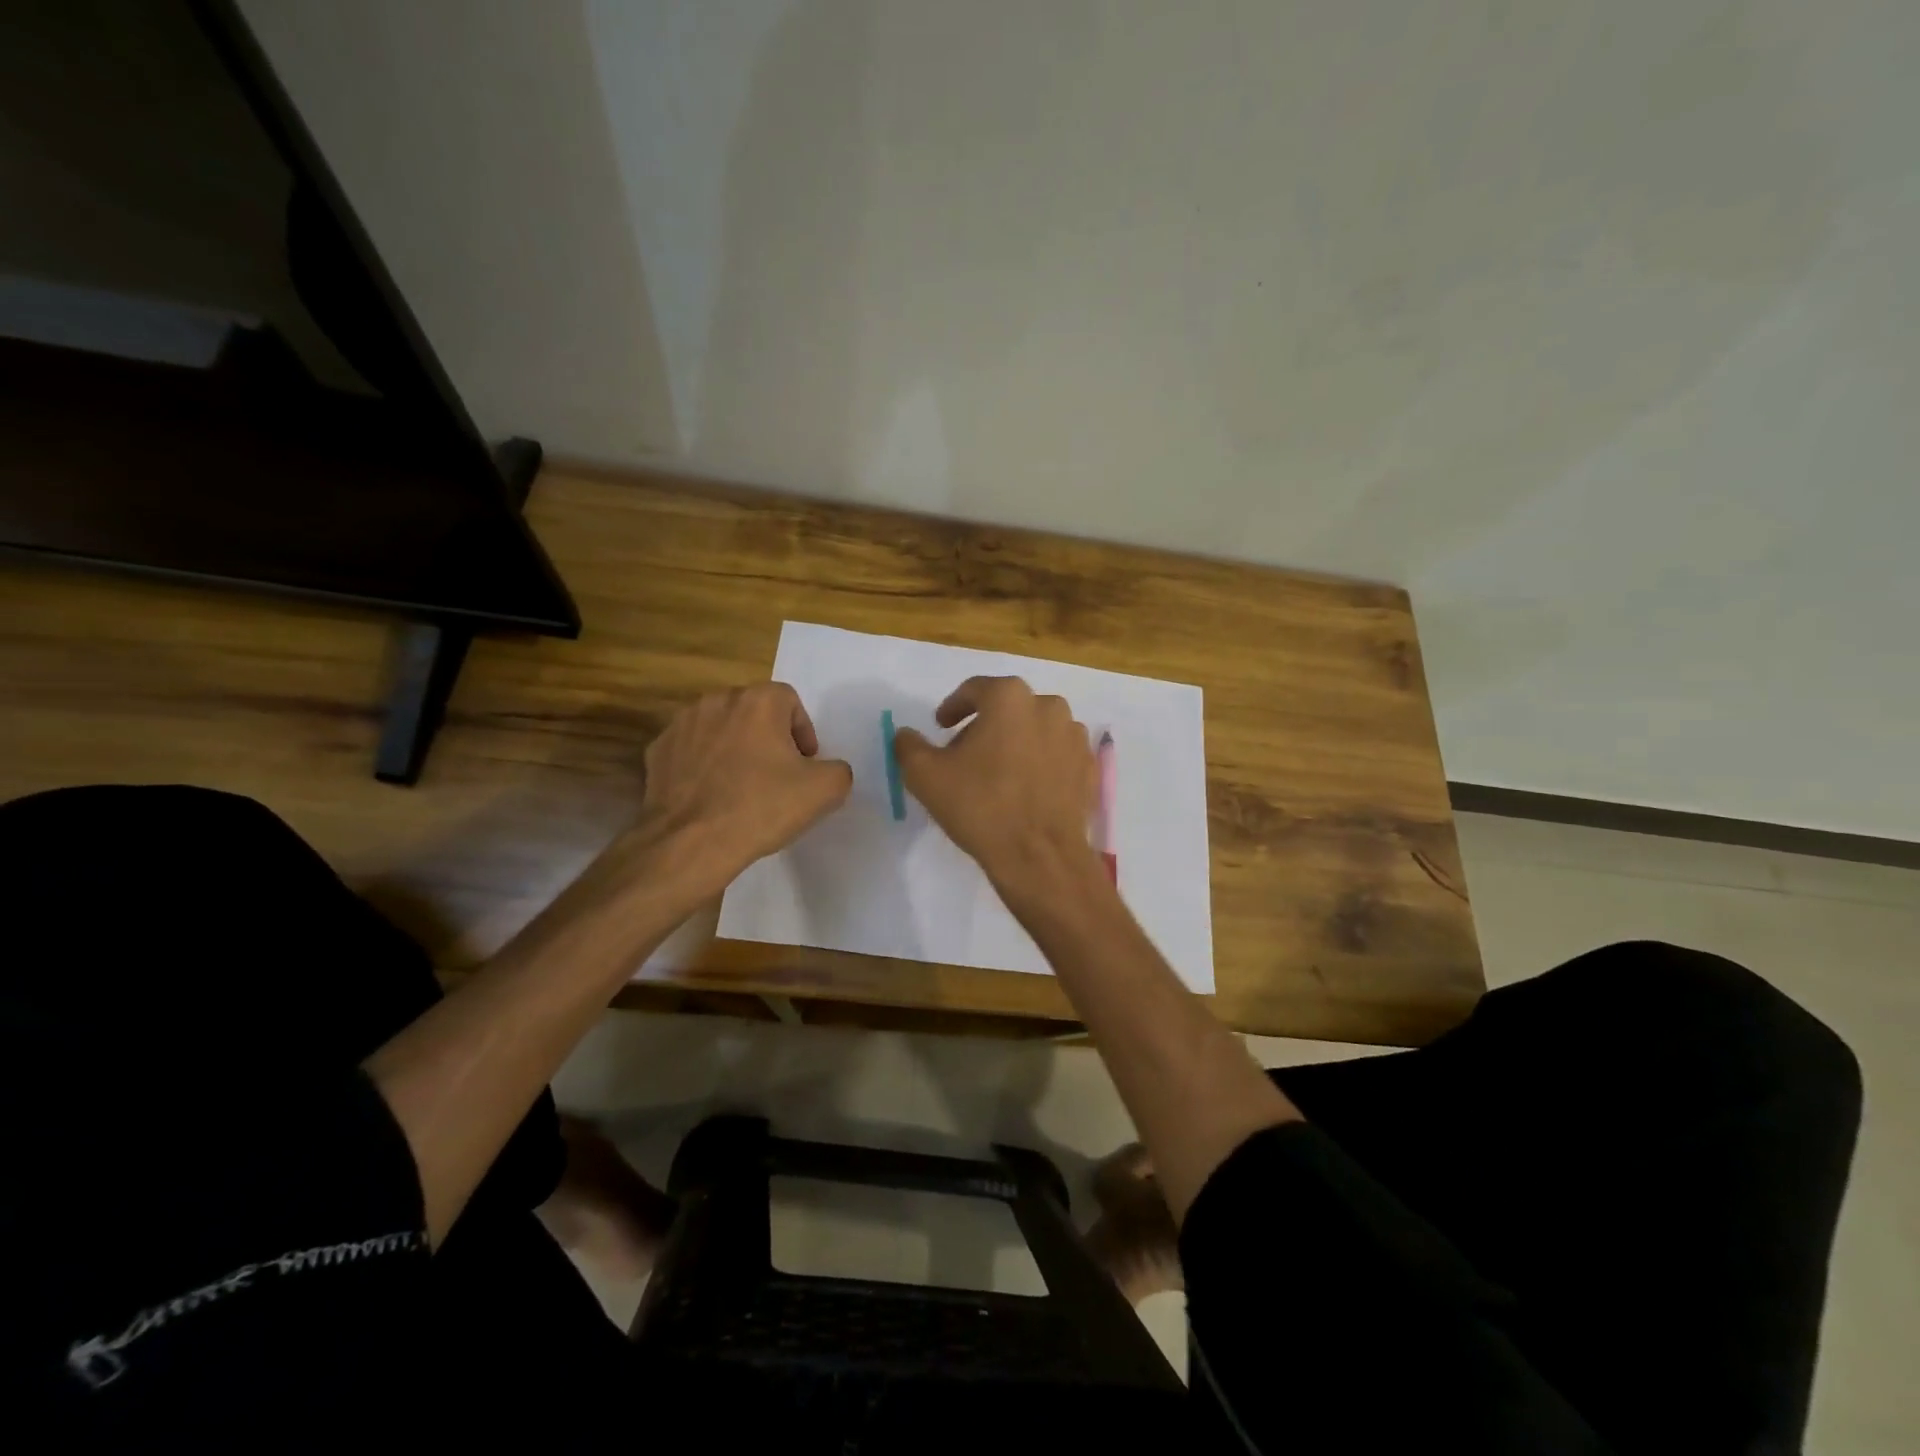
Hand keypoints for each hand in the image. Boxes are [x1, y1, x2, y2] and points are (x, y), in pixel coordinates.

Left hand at [637, 683, 851, 888]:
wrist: (691, 844)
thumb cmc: (762, 808)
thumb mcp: (825, 790)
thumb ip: (838, 769)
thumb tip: (826, 770)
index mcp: (758, 702)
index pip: (789, 701)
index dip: (803, 731)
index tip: (804, 764)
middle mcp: (717, 701)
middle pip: (753, 711)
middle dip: (768, 736)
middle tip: (777, 774)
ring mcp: (681, 725)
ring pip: (720, 728)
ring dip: (734, 747)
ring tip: (742, 785)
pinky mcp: (657, 751)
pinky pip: (690, 750)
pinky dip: (703, 764)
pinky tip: (711, 795)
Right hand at [893, 676, 1100, 887]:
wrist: (1039, 856)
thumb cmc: (980, 806)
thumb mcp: (925, 775)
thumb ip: (909, 746)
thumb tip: (905, 734)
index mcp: (1009, 698)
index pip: (974, 690)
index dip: (953, 708)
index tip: (941, 726)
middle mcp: (1048, 706)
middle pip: (1007, 708)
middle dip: (984, 725)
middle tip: (965, 754)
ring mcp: (1074, 736)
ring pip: (1035, 729)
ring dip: (1015, 742)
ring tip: (997, 773)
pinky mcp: (1089, 765)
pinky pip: (1057, 754)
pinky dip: (1040, 762)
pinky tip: (1025, 788)